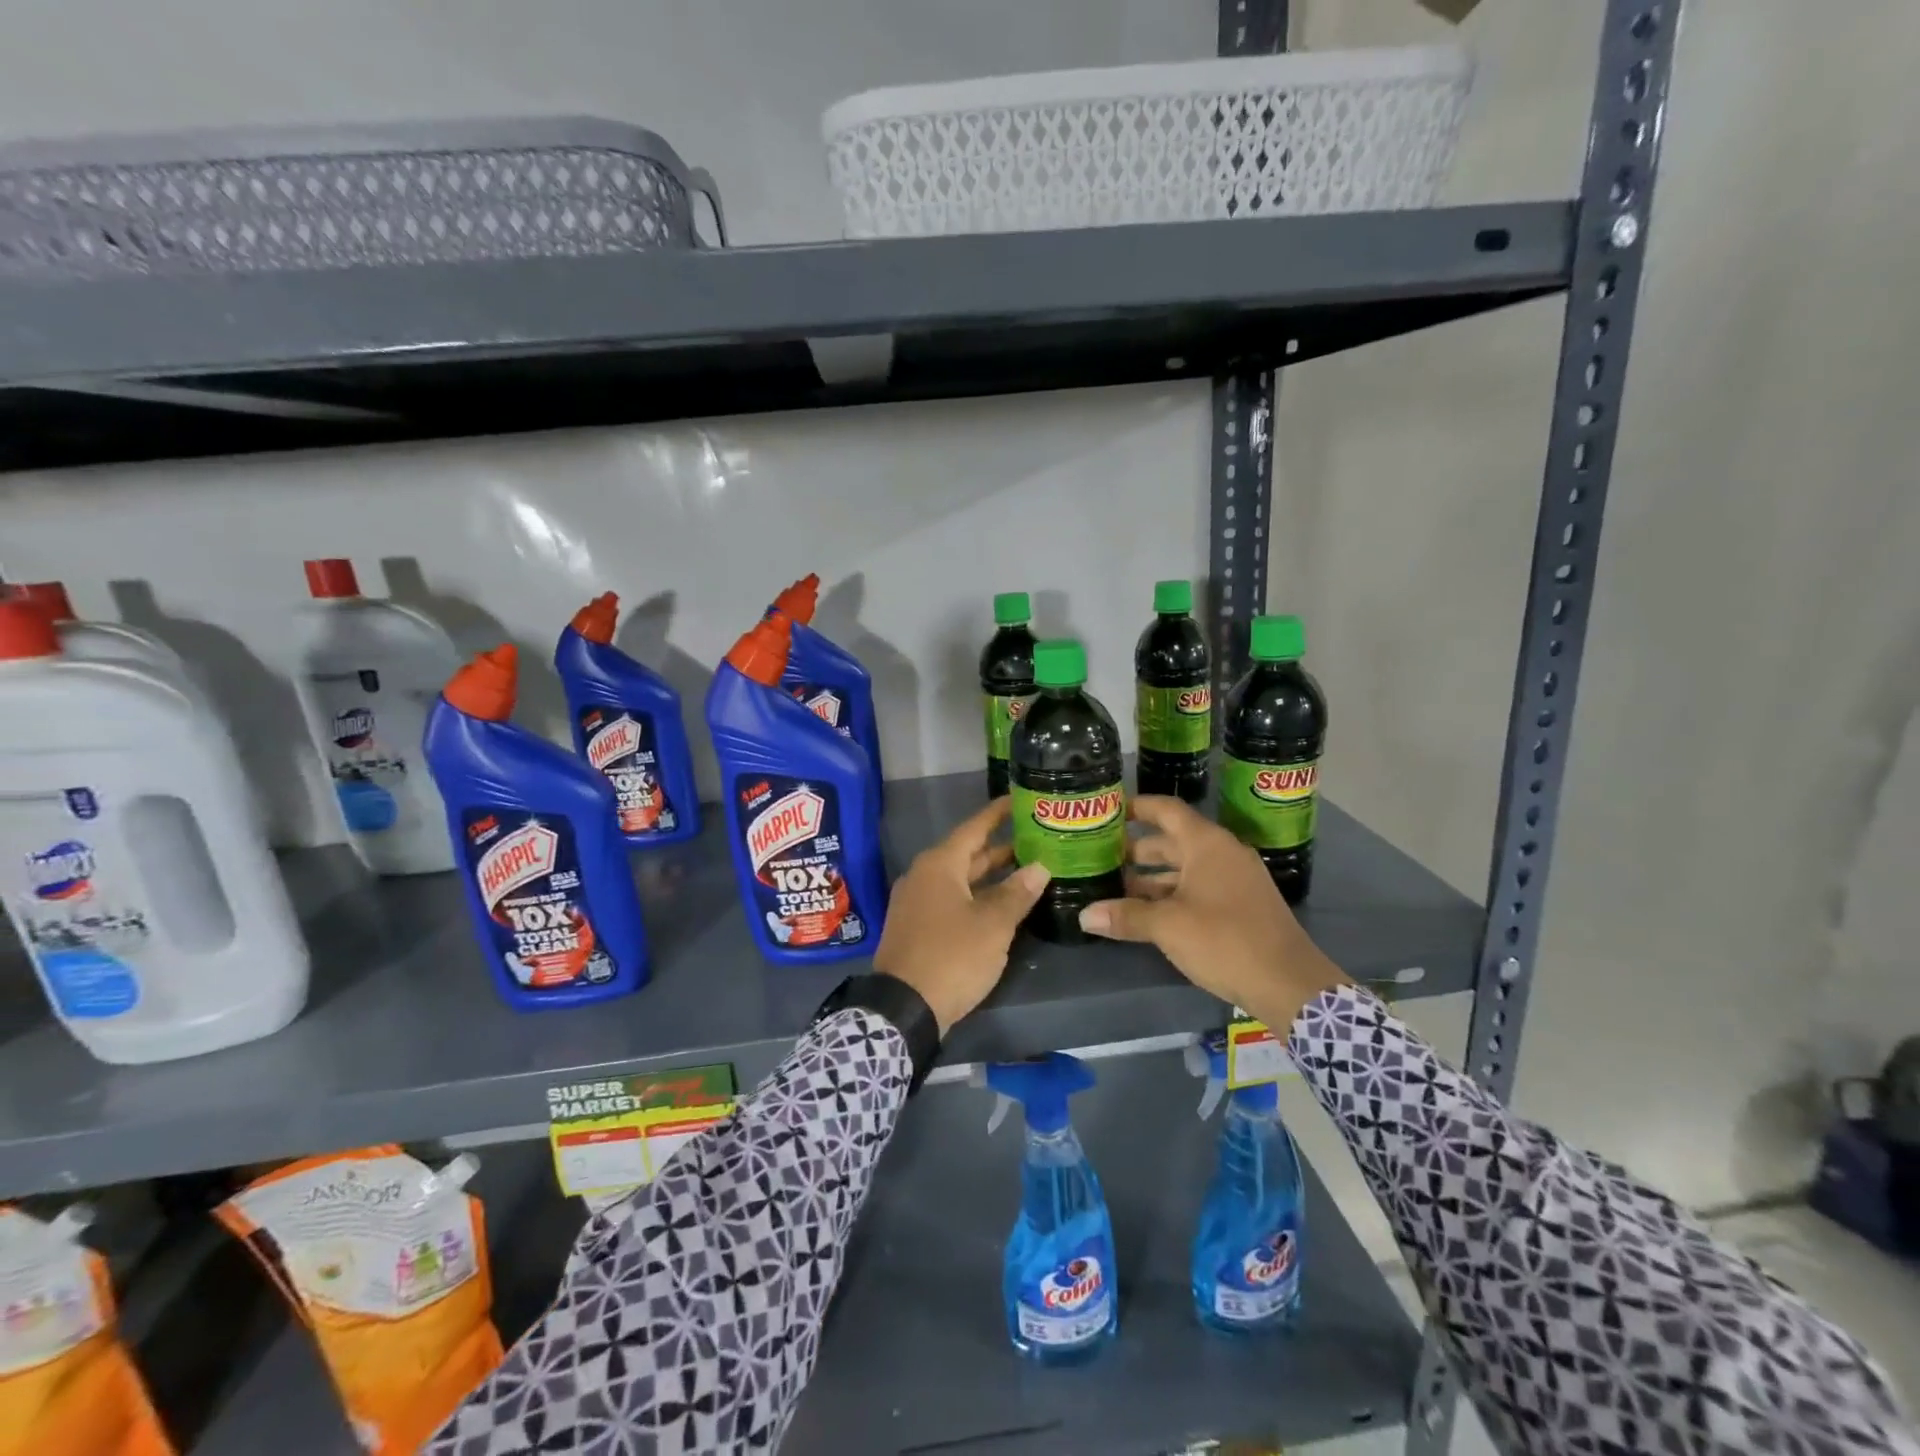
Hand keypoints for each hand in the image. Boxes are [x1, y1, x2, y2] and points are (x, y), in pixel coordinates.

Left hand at [874, 798, 1050, 1034]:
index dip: (998, 813)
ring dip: (991, 874)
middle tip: (1036, 838)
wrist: (903, 1007)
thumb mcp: (992, 924)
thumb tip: (1040, 867)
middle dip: (1000, 846)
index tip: (1021, 799)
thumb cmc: (952, 956)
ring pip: (960, 878)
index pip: (974, 827)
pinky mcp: (916, 926)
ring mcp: (917, 901)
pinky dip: (976, 895)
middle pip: (967, 853)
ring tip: (1027, 869)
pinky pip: (951, 898)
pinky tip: (1000, 904)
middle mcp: (924, 875)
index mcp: (940, 865)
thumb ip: (1017, 893)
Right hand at [1078, 795, 1348, 1029]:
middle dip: (1137, 849)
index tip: (1108, 811)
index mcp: (1207, 844)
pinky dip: (1172, 894)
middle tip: (1101, 857)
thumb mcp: (1168, 926)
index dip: (1137, 807)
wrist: (1290, 984)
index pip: (1166, 810)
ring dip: (1152, 877)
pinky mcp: (1241, 906)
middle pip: (1172, 840)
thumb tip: (1084, 916)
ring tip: (1115, 887)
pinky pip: (1199, 888)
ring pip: (1185, 868)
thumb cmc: (1225, 940)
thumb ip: (1126, 916)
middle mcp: (1222, 854)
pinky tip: (1148, 913)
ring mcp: (1235, 880)